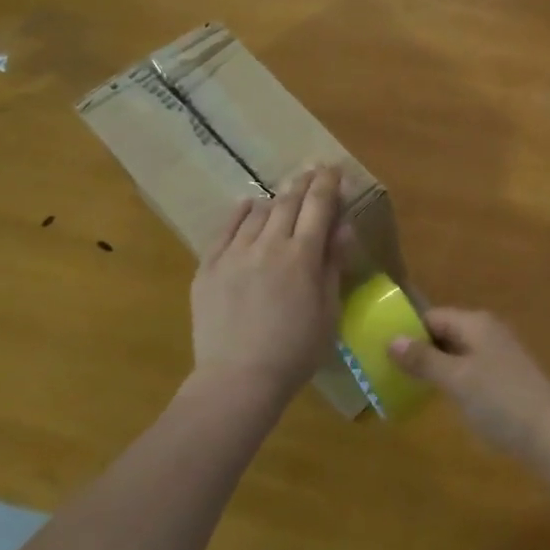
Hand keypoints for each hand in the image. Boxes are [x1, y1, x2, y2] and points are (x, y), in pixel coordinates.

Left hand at [190, 168, 349, 402]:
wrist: (238, 380)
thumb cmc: (295, 351)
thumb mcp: (329, 311)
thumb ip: (333, 264)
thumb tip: (342, 227)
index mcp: (302, 256)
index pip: (318, 206)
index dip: (328, 183)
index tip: (333, 168)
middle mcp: (268, 245)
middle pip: (288, 202)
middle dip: (303, 183)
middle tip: (312, 171)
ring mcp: (234, 254)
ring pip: (257, 212)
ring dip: (275, 198)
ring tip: (284, 194)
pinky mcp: (207, 267)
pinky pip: (224, 229)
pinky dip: (240, 213)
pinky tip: (248, 206)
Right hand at [390, 309, 549, 464]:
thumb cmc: (500, 400)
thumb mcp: (457, 379)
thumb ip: (424, 359)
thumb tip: (392, 339)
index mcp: (475, 323)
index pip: (432, 316)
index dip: (407, 330)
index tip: (379, 349)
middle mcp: (487, 331)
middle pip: (444, 332)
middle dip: (418, 349)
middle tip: (385, 370)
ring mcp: (498, 355)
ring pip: (456, 352)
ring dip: (433, 365)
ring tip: (404, 384)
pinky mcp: (504, 377)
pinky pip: (468, 368)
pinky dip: (450, 378)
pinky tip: (437, 397)